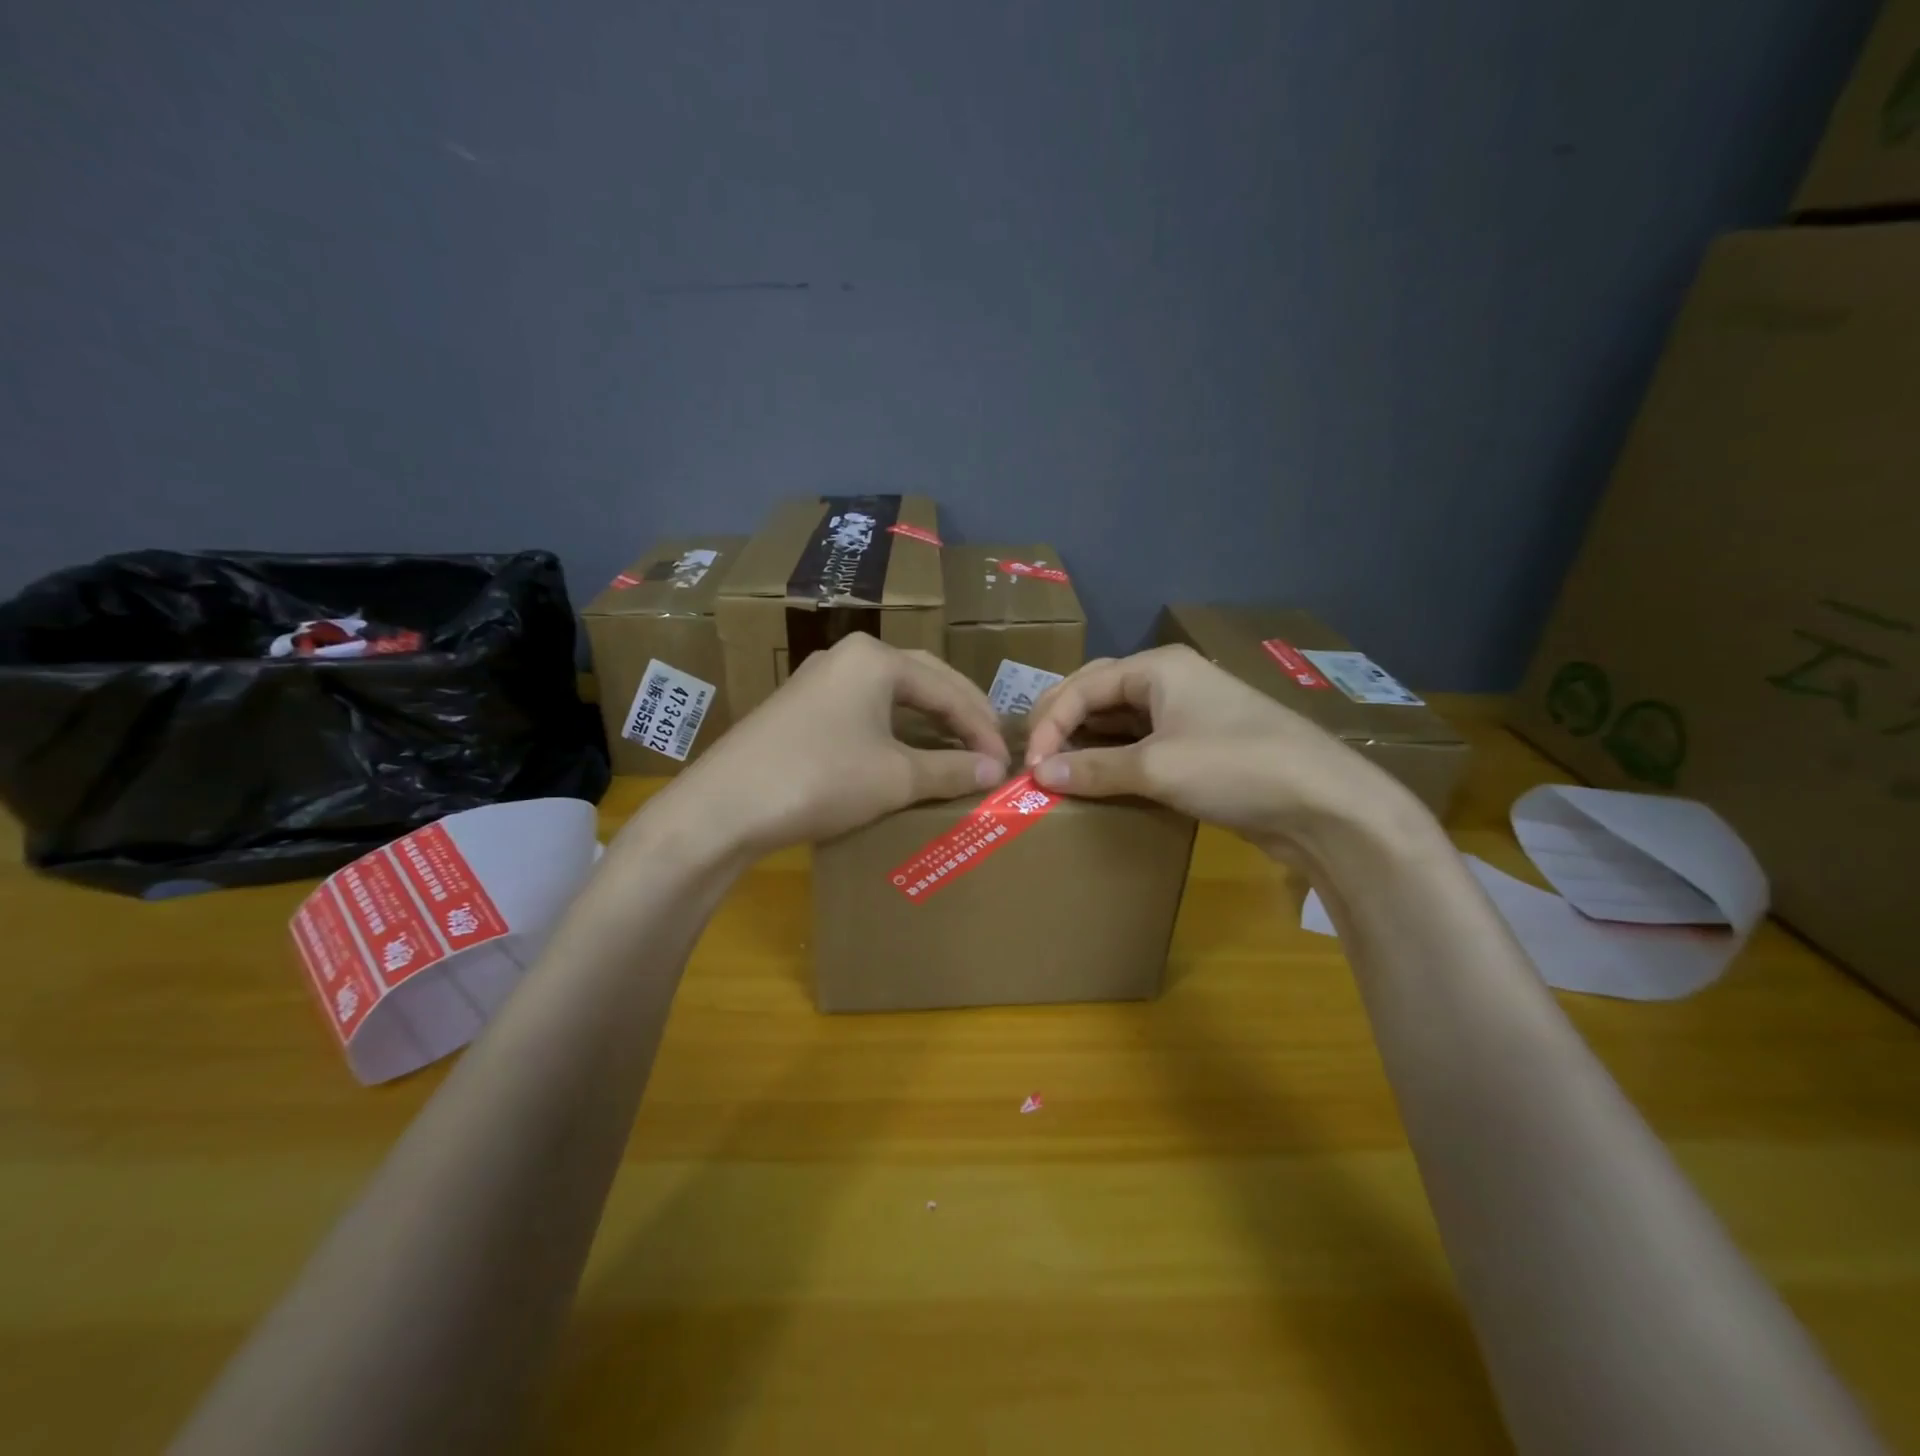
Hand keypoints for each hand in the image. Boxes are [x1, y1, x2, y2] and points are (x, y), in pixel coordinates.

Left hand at [640, 634, 1009, 860]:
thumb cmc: (821, 779)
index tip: (1005, 763)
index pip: (948, 689)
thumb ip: (951, 769)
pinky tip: (906, 751)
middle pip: (923, 680)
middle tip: (989, 745)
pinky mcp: (801, 708)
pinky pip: (865, 710)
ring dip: (929, 720)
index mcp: (876, 658)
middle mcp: (848, 656)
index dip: (982, 727)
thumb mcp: (895, 777)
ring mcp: (819, 680)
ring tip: (957, 747)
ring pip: (892, 694)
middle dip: (961, 712)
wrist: (724, 807)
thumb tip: (994, 771)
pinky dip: (896, 729)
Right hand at [1022, 645, 1426, 861]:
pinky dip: (1114, 759)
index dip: (1049, 723)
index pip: (1082, 685)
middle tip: (1034, 760)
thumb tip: (1039, 774)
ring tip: (1056, 771)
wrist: (1323, 803)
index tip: (1031, 767)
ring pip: (1118, 720)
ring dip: (1086, 743)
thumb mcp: (1157, 768)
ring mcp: (1187, 713)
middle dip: (1062, 724)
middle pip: (1097, 694)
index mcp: (1157, 667)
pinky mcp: (1198, 746)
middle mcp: (1169, 681)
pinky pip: (1141, 744)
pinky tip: (1097, 780)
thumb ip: (1093, 769)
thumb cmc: (1235, 767)